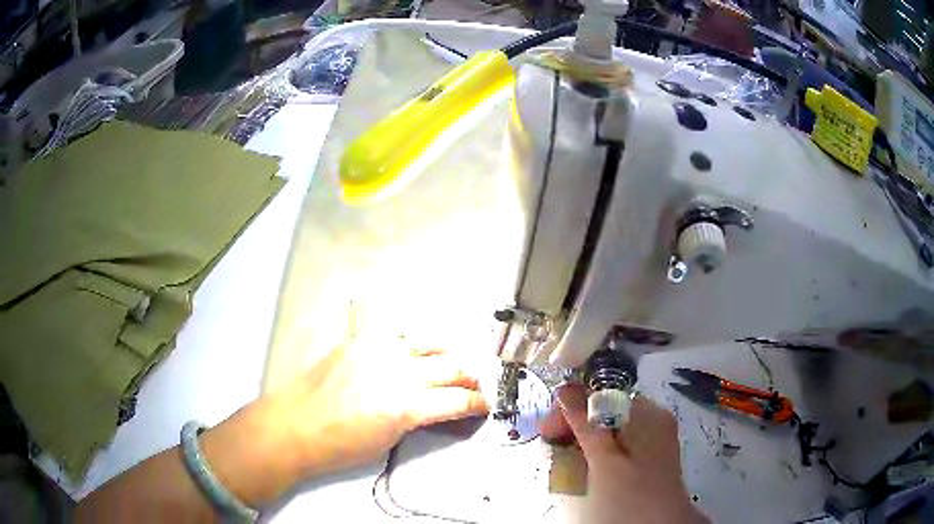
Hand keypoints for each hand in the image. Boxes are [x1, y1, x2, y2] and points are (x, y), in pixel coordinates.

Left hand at [275, 343, 488, 477]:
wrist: (296, 428)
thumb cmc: (340, 446)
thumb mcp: (390, 441)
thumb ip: (418, 418)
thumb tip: (436, 407)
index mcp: (406, 405)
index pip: (458, 400)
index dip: (477, 404)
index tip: (482, 406)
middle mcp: (397, 372)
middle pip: (450, 368)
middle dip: (468, 379)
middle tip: (471, 386)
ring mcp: (376, 350)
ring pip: (426, 342)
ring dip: (442, 354)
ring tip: (444, 364)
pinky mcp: (357, 340)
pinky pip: (381, 321)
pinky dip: (393, 326)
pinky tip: (398, 333)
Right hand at [546, 385, 708, 523]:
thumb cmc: (630, 494)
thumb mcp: (603, 460)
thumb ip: (584, 423)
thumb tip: (564, 390)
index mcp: (647, 413)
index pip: (602, 394)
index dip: (571, 407)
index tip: (548, 429)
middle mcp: (654, 420)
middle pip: (607, 411)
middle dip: (576, 426)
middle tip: (552, 445)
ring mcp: (655, 440)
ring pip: (612, 430)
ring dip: (585, 442)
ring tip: (565, 462)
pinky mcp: (652, 458)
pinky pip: (621, 446)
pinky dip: (600, 454)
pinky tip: (587, 471)